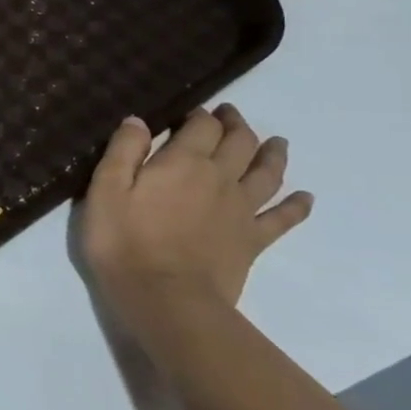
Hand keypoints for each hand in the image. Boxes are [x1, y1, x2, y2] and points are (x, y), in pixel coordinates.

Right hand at [81, 105, 312, 350]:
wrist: (164, 298)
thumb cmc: (124, 241)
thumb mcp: (106, 189)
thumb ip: (123, 150)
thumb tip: (138, 120)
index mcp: (184, 161)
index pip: (201, 125)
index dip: (199, 114)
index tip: (192, 110)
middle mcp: (220, 178)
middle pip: (239, 142)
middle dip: (235, 125)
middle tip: (230, 115)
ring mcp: (241, 211)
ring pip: (266, 174)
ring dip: (272, 154)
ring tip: (276, 143)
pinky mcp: (252, 241)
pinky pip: (282, 219)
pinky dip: (296, 206)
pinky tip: (305, 198)